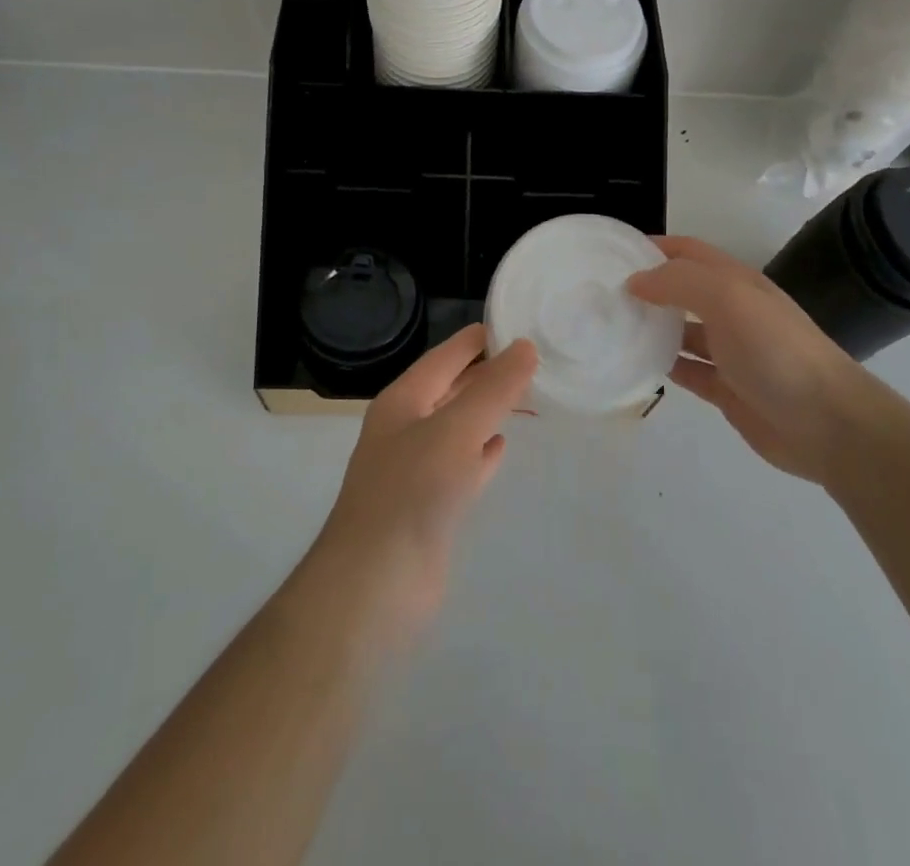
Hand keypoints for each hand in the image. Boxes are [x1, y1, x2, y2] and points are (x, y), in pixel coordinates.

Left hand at [311, 326, 535, 640]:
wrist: (374, 587)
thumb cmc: (411, 493)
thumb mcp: (456, 430)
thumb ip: (493, 389)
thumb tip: (524, 346)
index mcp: (403, 400)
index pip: (446, 355)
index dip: (479, 338)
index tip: (518, 323)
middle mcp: (406, 427)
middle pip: (452, 388)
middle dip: (488, 373)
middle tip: (535, 357)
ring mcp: (416, 468)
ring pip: (459, 425)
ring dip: (489, 410)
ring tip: (528, 395)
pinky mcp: (430, 505)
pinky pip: (462, 464)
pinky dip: (483, 451)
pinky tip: (503, 446)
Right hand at [628, 236, 871, 488]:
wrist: (828, 423)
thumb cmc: (776, 350)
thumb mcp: (728, 299)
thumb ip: (679, 282)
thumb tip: (635, 281)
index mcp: (735, 281)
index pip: (687, 251)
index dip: (653, 247)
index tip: (612, 255)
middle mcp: (732, 310)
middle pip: (681, 290)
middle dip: (646, 287)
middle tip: (601, 295)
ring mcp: (730, 351)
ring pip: (681, 331)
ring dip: (651, 327)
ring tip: (609, 328)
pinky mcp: (727, 389)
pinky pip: (687, 370)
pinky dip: (663, 365)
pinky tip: (635, 366)